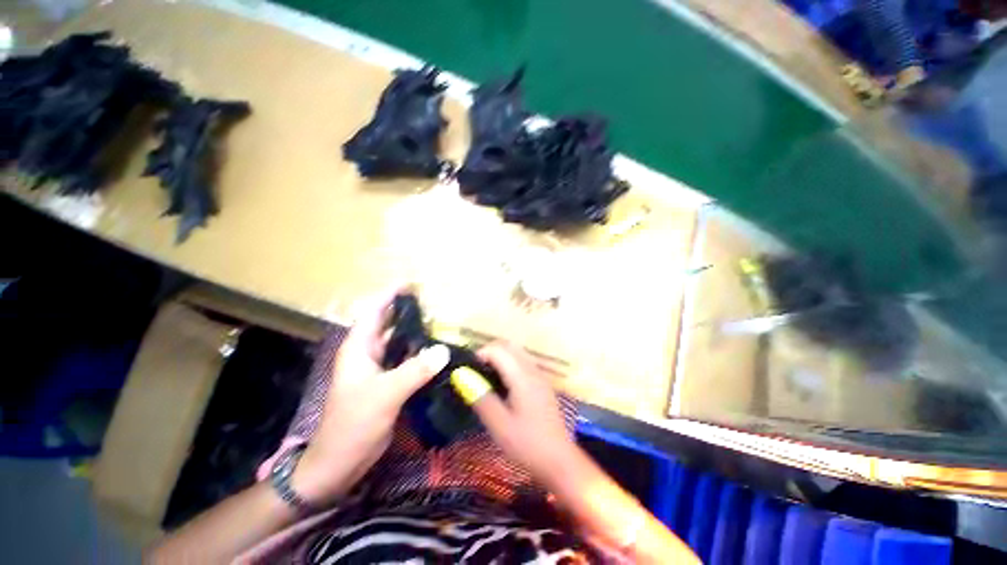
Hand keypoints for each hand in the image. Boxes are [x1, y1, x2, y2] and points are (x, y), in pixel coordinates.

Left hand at [293, 290, 449, 503]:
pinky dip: (421, 353)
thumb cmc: (353, 424)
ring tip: (441, 322)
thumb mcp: (384, 394)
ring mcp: (379, 369)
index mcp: (359, 348)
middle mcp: (368, 353)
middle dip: (407, 310)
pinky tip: (438, 351)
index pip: (373, 312)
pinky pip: (407, 360)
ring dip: (417, 332)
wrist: (341, 462)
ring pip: (400, 342)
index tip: (411, 284)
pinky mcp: (389, 383)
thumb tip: (444, 349)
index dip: (389, 295)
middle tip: (434, 301)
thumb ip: (415, 370)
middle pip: (388, 323)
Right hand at [471, 342, 576, 482]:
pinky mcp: (542, 384)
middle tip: (475, 370)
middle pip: (509, 346)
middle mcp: (533, 370)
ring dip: (500, 356)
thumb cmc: (527, 445)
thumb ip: (481, 398)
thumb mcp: (499, 425)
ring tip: (486, 375)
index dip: (480, 354)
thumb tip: (462, 376)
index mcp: (522, 377)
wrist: (559, 461)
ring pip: (518, 352)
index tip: (467, 370)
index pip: (499, 350)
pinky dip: (510, 363)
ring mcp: (540, 376)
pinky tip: (503, 384)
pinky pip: (524, 362)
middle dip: (490, 351)